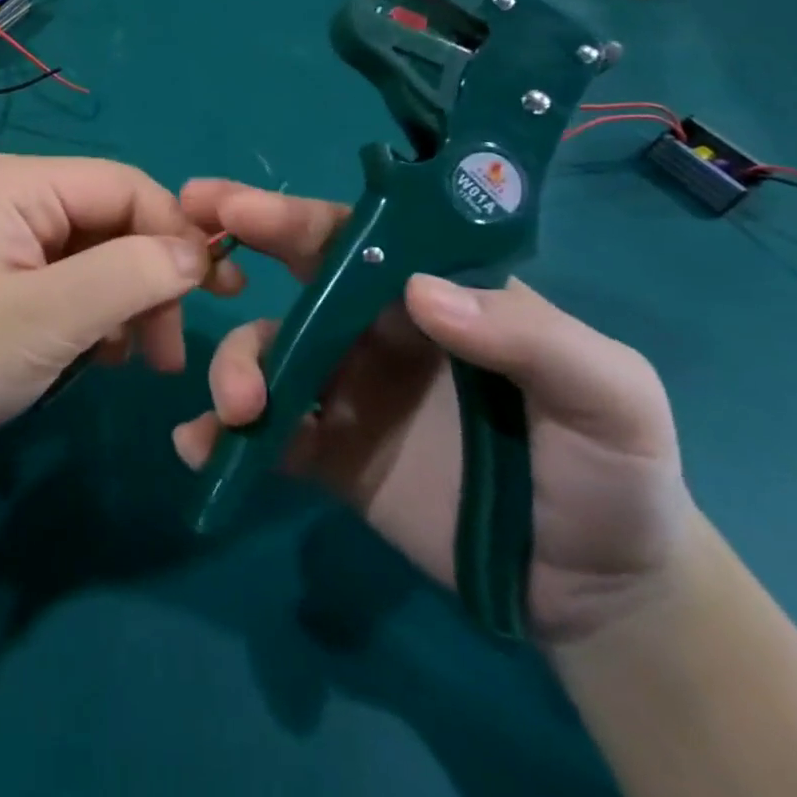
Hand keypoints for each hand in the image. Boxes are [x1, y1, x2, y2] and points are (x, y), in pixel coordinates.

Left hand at [0, 155, 216, 478]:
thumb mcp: (49, 319)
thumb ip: (132, 276)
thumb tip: (199, 254)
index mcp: (22, 183)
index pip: (127, 186)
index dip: (176, 234)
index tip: (214, 297)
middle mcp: (15, 196)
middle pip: (114, 221)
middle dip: (152, 279)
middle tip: (170, 352)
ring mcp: (5, 237)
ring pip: (97, 255)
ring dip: (127, 304)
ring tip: (136, 360)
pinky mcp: (0, 275)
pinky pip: (69, 281)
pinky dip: (94, 316)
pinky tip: (95, 357)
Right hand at [173, 180, 699, 643]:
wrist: (600, 590)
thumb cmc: (613, 470)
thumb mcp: (607, 392)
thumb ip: (526, 336)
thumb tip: (416, 292)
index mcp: (429, 294)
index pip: (353, 239)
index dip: (291, 216)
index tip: (234, 206)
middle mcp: (374, 330)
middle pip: (293, 282)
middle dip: (234, 252)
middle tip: (184, 250)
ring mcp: (345, 392)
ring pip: (267, 357)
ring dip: (235, 370)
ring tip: (236, 411)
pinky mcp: (329, 455)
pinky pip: (267, 436)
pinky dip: (224, 438)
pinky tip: (199, 449)